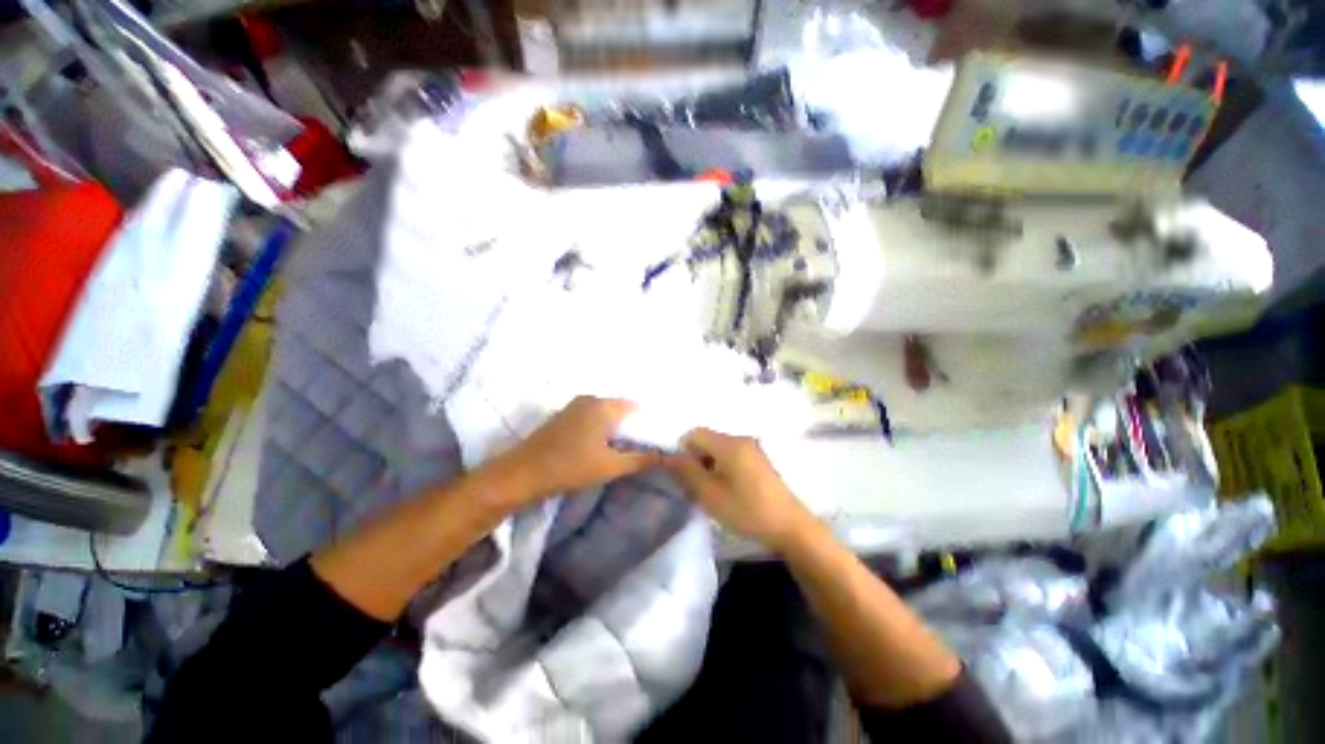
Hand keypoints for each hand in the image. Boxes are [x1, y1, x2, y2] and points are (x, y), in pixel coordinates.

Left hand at [489, 396, 662, 504]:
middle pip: (620, 408)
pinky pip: (592, 416)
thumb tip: (666, 456)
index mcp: (604, 406)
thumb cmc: (570, 467)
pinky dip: (601, 427)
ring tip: (623, 446)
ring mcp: (575, 405)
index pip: (636, 406)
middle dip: (631, 425)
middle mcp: (590, 399)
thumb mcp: (610, 467)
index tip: (654, 437)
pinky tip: (601, 444)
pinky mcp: (564, 415)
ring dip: (615, 427)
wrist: (522, 474)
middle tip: (641, 444)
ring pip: (605, 412)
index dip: (646, 421)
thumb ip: (640, 459)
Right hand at [666, 429, 813, 550]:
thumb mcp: (710, 495)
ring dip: (708, 463)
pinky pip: (731, 454)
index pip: (694, 433)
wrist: (790, 527)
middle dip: (695, 457)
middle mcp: (741, 439)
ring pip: (718, 448)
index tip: (681, 473)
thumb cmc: (747, 510)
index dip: (682, 449)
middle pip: (707, 439)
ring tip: (709, 489)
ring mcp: (752, 448)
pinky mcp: (758, 459)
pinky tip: (726, 488)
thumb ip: (686, 472)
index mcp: (729, 443)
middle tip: (693, 484)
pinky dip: (721, 466)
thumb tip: (667, 456)